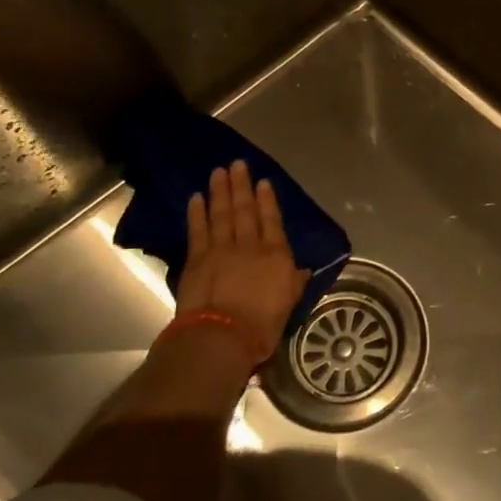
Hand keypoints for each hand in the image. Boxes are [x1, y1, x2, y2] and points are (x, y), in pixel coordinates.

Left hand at [176, 160, 310, 363]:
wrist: (222, 335)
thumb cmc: (262, 325)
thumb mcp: (289, 303)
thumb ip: (295, 282)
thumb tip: (304, 270)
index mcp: (276, 254)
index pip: (272, 220)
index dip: (267, 200)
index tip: (263, 182)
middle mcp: (250, 244)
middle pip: (245, 210)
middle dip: (241, 186)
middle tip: (237, 165)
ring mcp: (221, 248)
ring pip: (221, 213)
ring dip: (220, 191)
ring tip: (218, 173)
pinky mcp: (197, 258)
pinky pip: (198, 229)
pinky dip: (197, 212)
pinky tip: (196, 198)